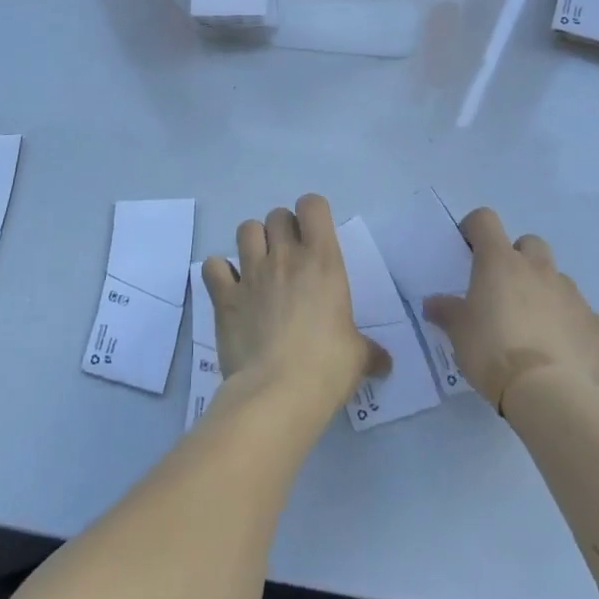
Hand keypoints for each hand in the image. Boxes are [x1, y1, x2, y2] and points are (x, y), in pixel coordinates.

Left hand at [202, 194, 389, 422]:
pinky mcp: (224, 295)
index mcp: (322, 260)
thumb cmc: (327, 367)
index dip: (312, 214)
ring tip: (258, 267)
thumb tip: (385, 363)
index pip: (312, 205)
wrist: (277, 393)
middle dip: (282, 230)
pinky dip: (219, 273)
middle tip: (289, 258)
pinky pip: (213, 266)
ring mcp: (251, 272)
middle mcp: (285, 256)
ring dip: (252, 242)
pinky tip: (228, 289)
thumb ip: (370, 351)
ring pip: (246, 229)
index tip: (315, 236)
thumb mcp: (358, 356)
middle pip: (277, 215)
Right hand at [422, 208, 598, 411]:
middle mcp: (538, 269)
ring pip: (558, 280)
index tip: (469, 248)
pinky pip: (584, 317)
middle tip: (505, 289)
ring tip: (535, 328)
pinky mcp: (597, 326)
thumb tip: (432, 304)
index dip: (475, 228)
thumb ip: (446, 311)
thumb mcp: (458, 332)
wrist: (547, 394)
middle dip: (519, 258)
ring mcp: (572, 295)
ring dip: (546, 293)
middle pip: (530, 243)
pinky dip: (572, 327)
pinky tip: (562, 353)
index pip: (485, 221)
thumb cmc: (492, 351)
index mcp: (500, 262)